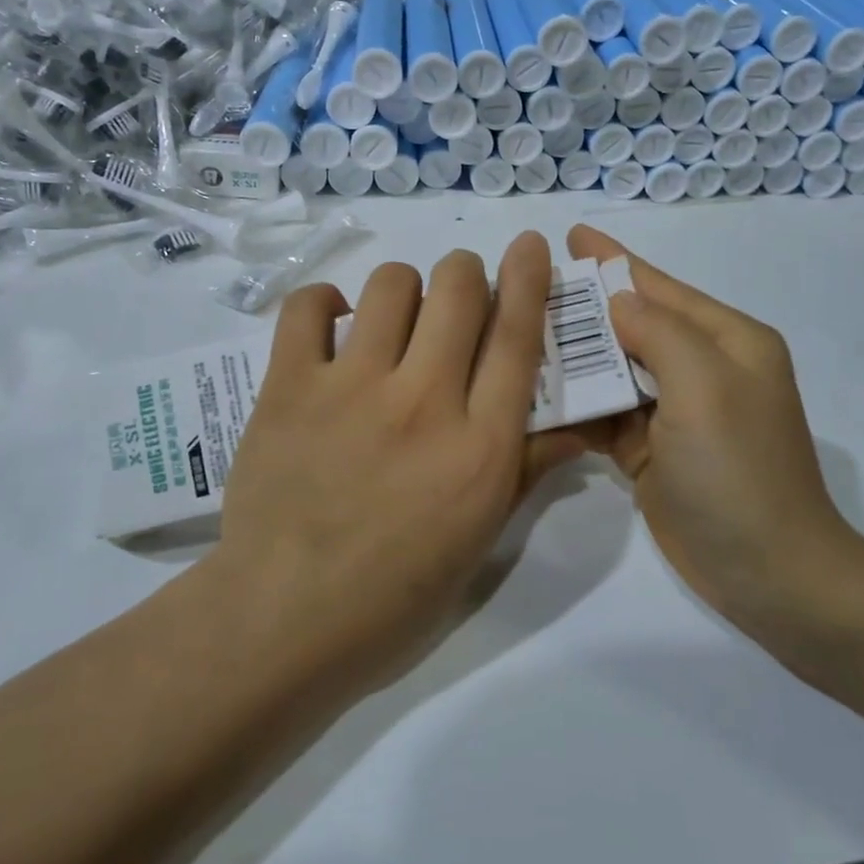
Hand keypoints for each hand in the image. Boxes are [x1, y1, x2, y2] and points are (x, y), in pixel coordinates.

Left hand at [216, 231, 587, 676]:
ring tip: (394, 319)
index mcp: (479, 446)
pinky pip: (309, 307)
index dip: (528, 280)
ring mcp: (351, 387)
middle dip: (466, 274)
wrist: (285, 619)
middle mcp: (423, 401)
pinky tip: (335, 326)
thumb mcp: (481, 540)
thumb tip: (579, 425)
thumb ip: (528, 469)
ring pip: (391, 285)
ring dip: (404, 288)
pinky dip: (325, 303)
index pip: (517, 339)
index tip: (529, 244)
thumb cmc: (396, 594)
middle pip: (458, 290)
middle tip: (458, 296)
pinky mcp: (289, 386)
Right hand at [566, 224, 863, 643]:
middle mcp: (702, 368)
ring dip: (573, 355)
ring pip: (613, 368)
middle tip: (525, 287)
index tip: (570, 235)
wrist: (769, 574)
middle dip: (583, 307)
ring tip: (517, 332)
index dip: (614, 260)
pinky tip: (534, 391)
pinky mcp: (651, 449)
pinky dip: (576, 402)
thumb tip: (618, 303)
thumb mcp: (706, 388)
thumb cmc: (739, 471)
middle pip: (631, 324)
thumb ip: (660, 333)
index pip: (660, 287)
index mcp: (726, 341)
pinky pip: (606, 412)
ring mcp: (675, 411)